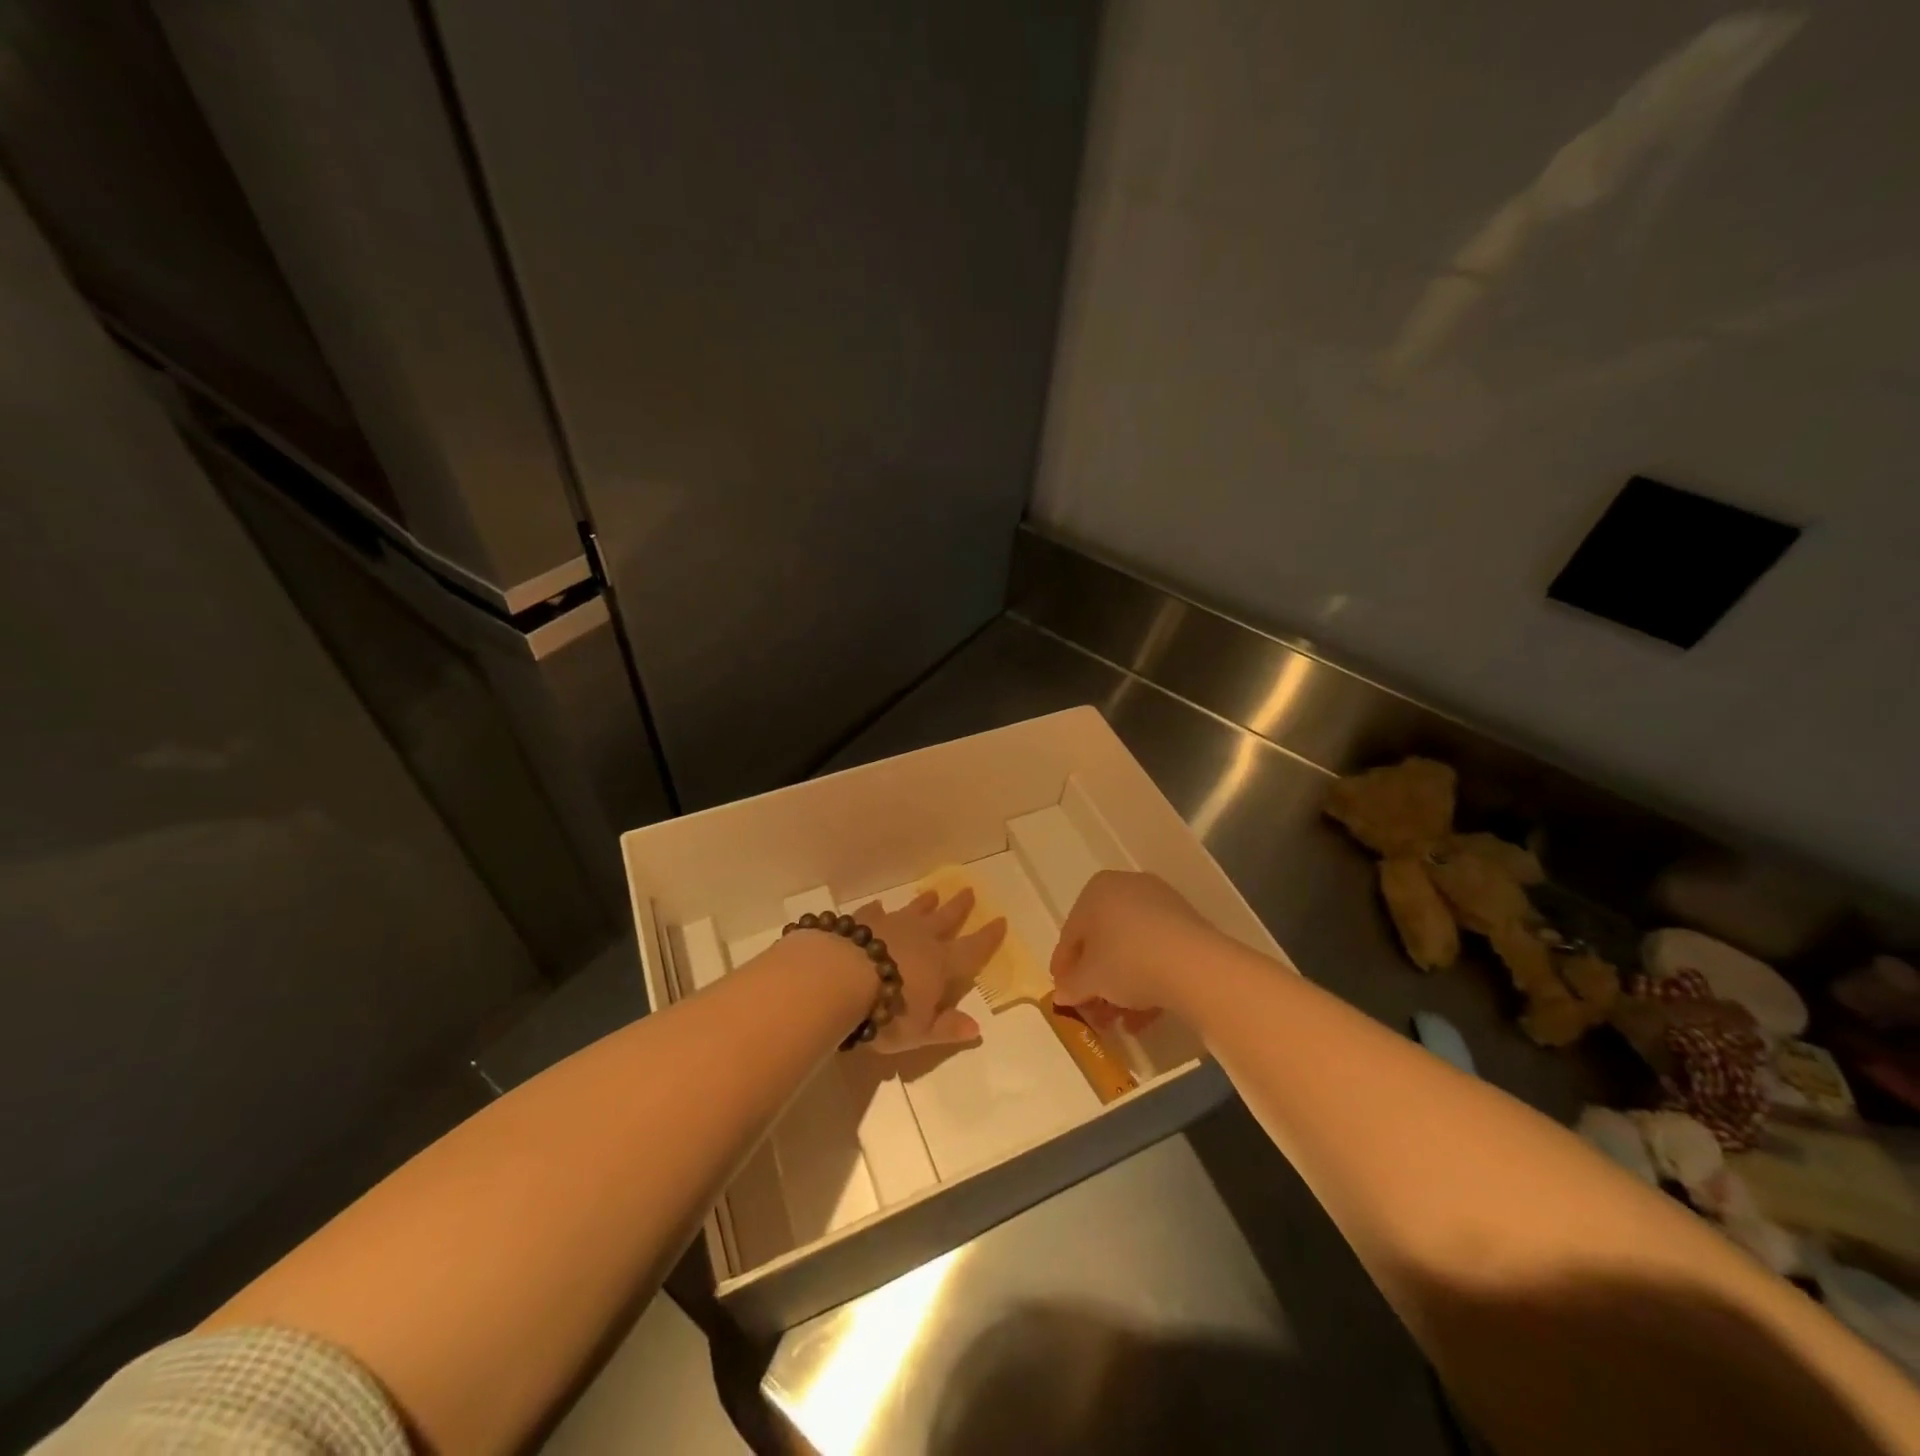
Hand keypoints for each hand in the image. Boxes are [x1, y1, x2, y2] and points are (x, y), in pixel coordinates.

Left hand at [852, 888, 1003, 1051]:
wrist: (842, 978)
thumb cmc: (887, 1011)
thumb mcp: (920, 1031)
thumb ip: (947, 1027)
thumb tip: (976, 1028)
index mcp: (941, 964)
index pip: (972, 950)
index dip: (988, 938)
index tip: (1001, 920)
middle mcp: (920, 939)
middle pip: (945, 919)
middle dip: (959, 907)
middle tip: (969, 891)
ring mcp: (890, 926)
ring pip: (913, 911)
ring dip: (924, 904)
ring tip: (932, 893)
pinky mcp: (862, 923)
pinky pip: (874, 913)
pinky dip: (878, 910)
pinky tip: (879, 906)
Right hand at [1051, 871, 1222, 1023]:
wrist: (1193, 965)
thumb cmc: (1127, 961)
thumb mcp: (1089, 980)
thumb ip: (1070, 986)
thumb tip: (1062, 993)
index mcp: (1096, 890)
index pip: (1071, 934)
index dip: (1064, 968)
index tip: (1063, 994)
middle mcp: (1127, 888)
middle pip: (1103, 940)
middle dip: (1096, 981)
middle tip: (1092, 1011)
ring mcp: (1160, 904)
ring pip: (1131, 949)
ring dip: (1121, 987)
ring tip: (1119, 1021)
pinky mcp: (1187, 925)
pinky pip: (1156, 953)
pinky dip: (1147, 981)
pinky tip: (1144, 1016)